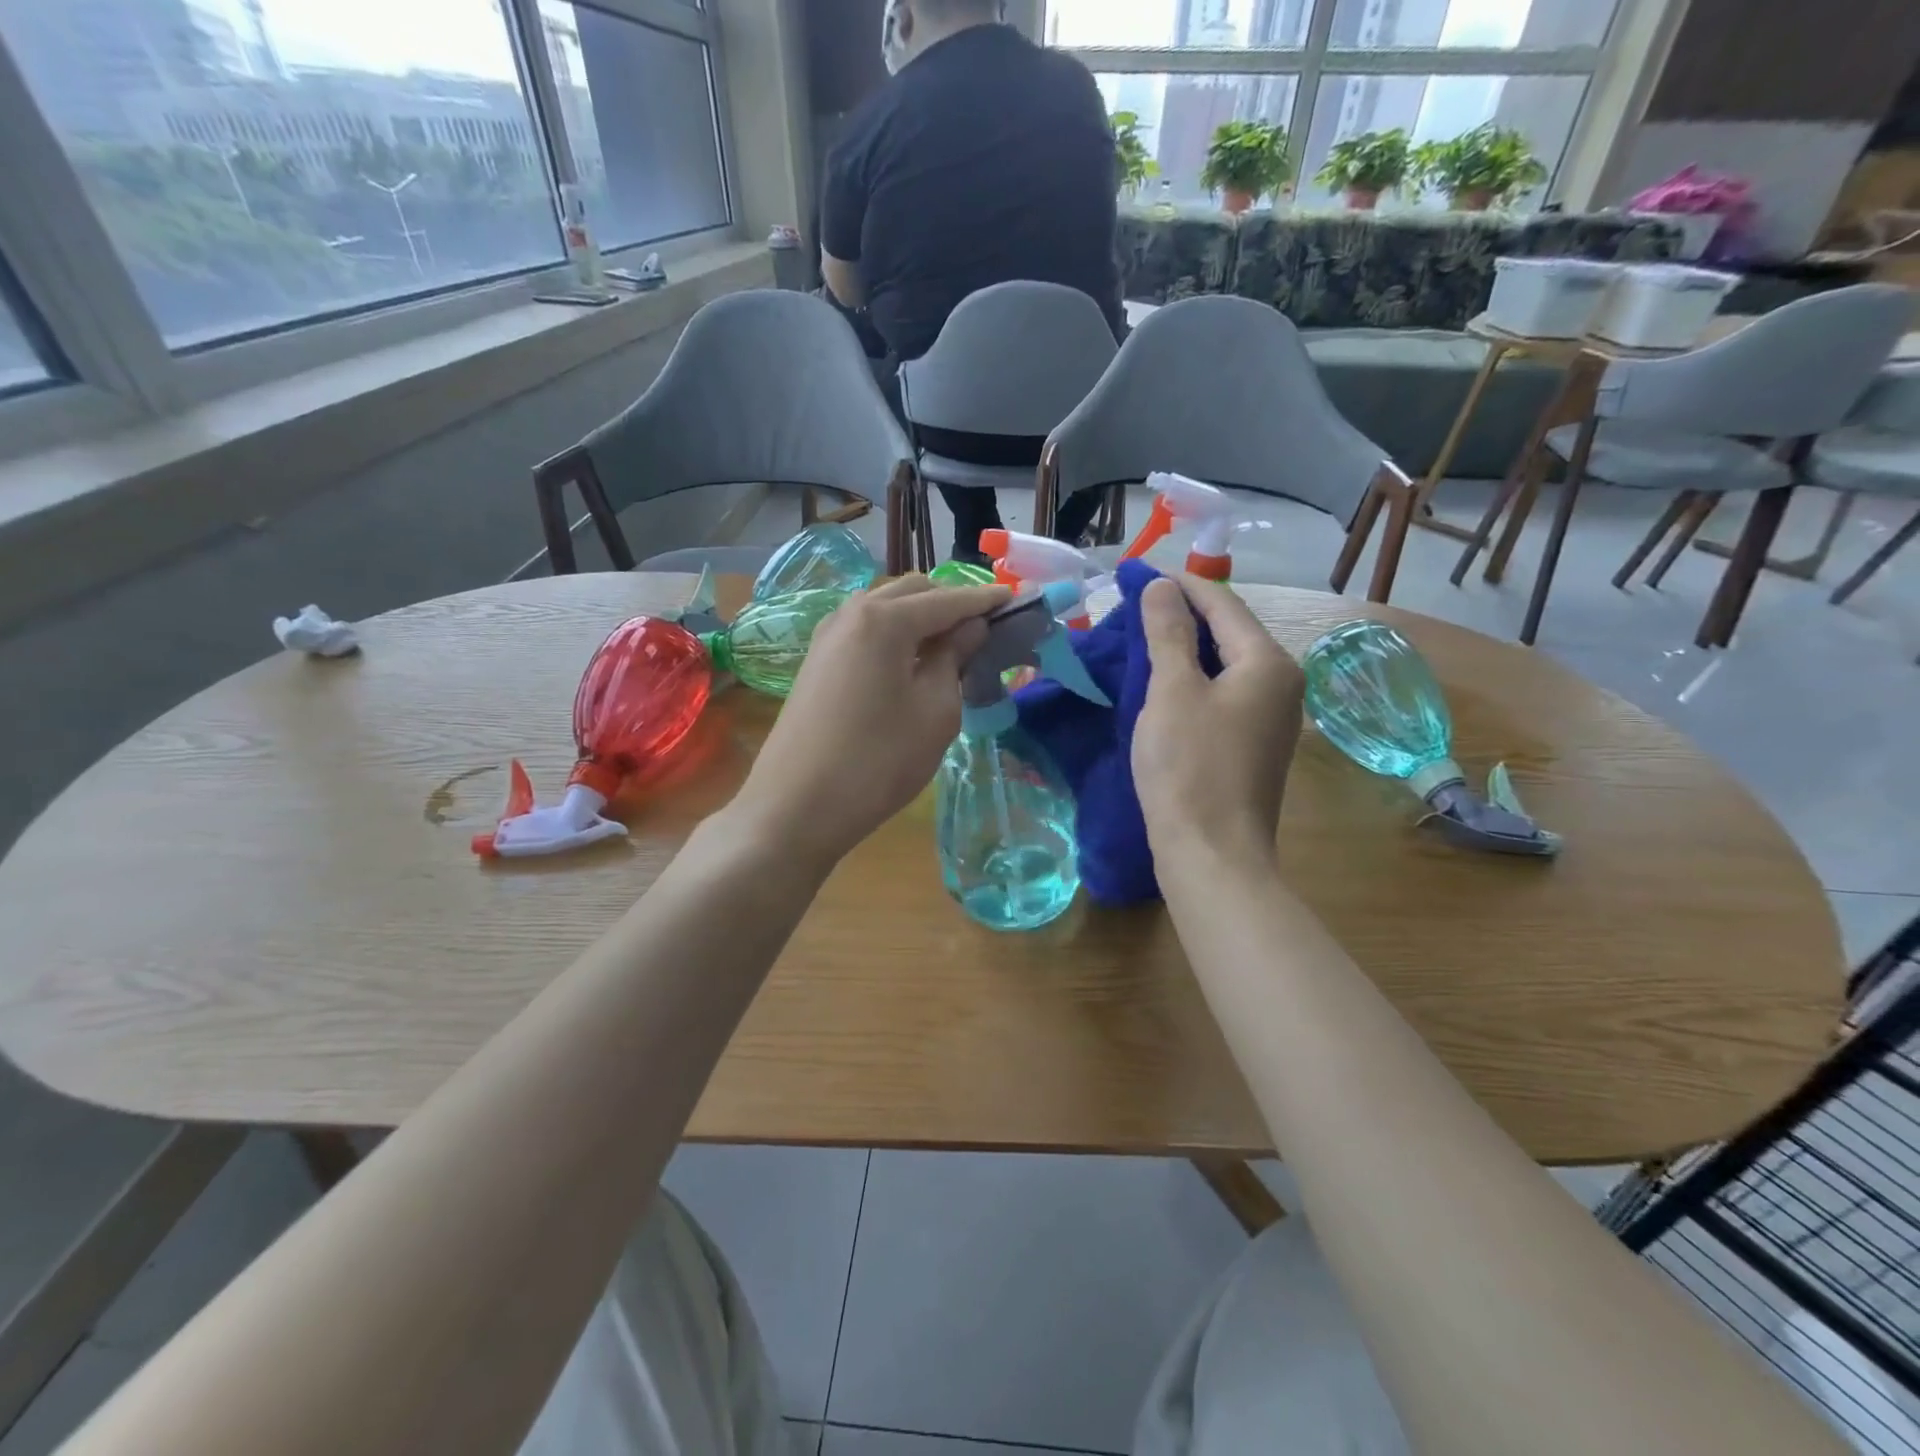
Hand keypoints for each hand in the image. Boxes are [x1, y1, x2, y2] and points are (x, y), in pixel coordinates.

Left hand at [732, 576, 1009, 867]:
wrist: (796, 806)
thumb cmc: (878, 761)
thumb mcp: (935, 712)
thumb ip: (955, 658)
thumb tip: (970, 628)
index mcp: (885, 619)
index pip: (948, 600)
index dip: (985, 600)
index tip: (1017, 600)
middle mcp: (852, 613)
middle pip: (912, 592)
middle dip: (951, 602)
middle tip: (984, 629)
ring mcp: (828, 635)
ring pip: (885, 607)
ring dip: (920, 617)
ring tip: (951, 646)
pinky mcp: (817, 660)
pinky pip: (865, 630)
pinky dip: (894, 634)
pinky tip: (910, 662)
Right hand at [1133, 576, 1303, 868]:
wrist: (1212, 854)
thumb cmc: (1189, 766)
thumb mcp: (1172, 691)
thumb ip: (1167, 633)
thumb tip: (1162, 586)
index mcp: (1268, 662)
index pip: (1222, 603)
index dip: (1180, 585)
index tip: (1138, 575)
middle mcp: (1281, 683)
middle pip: (1228, 632)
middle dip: (1181, 616)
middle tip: (1132, 607)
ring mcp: (1271, 718)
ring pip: (1223, 666)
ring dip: (1183, 650)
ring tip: (1139, 641)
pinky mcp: (1253, 746)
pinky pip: (1221, 696)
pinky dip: (1191, 682)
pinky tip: (1160, 686)